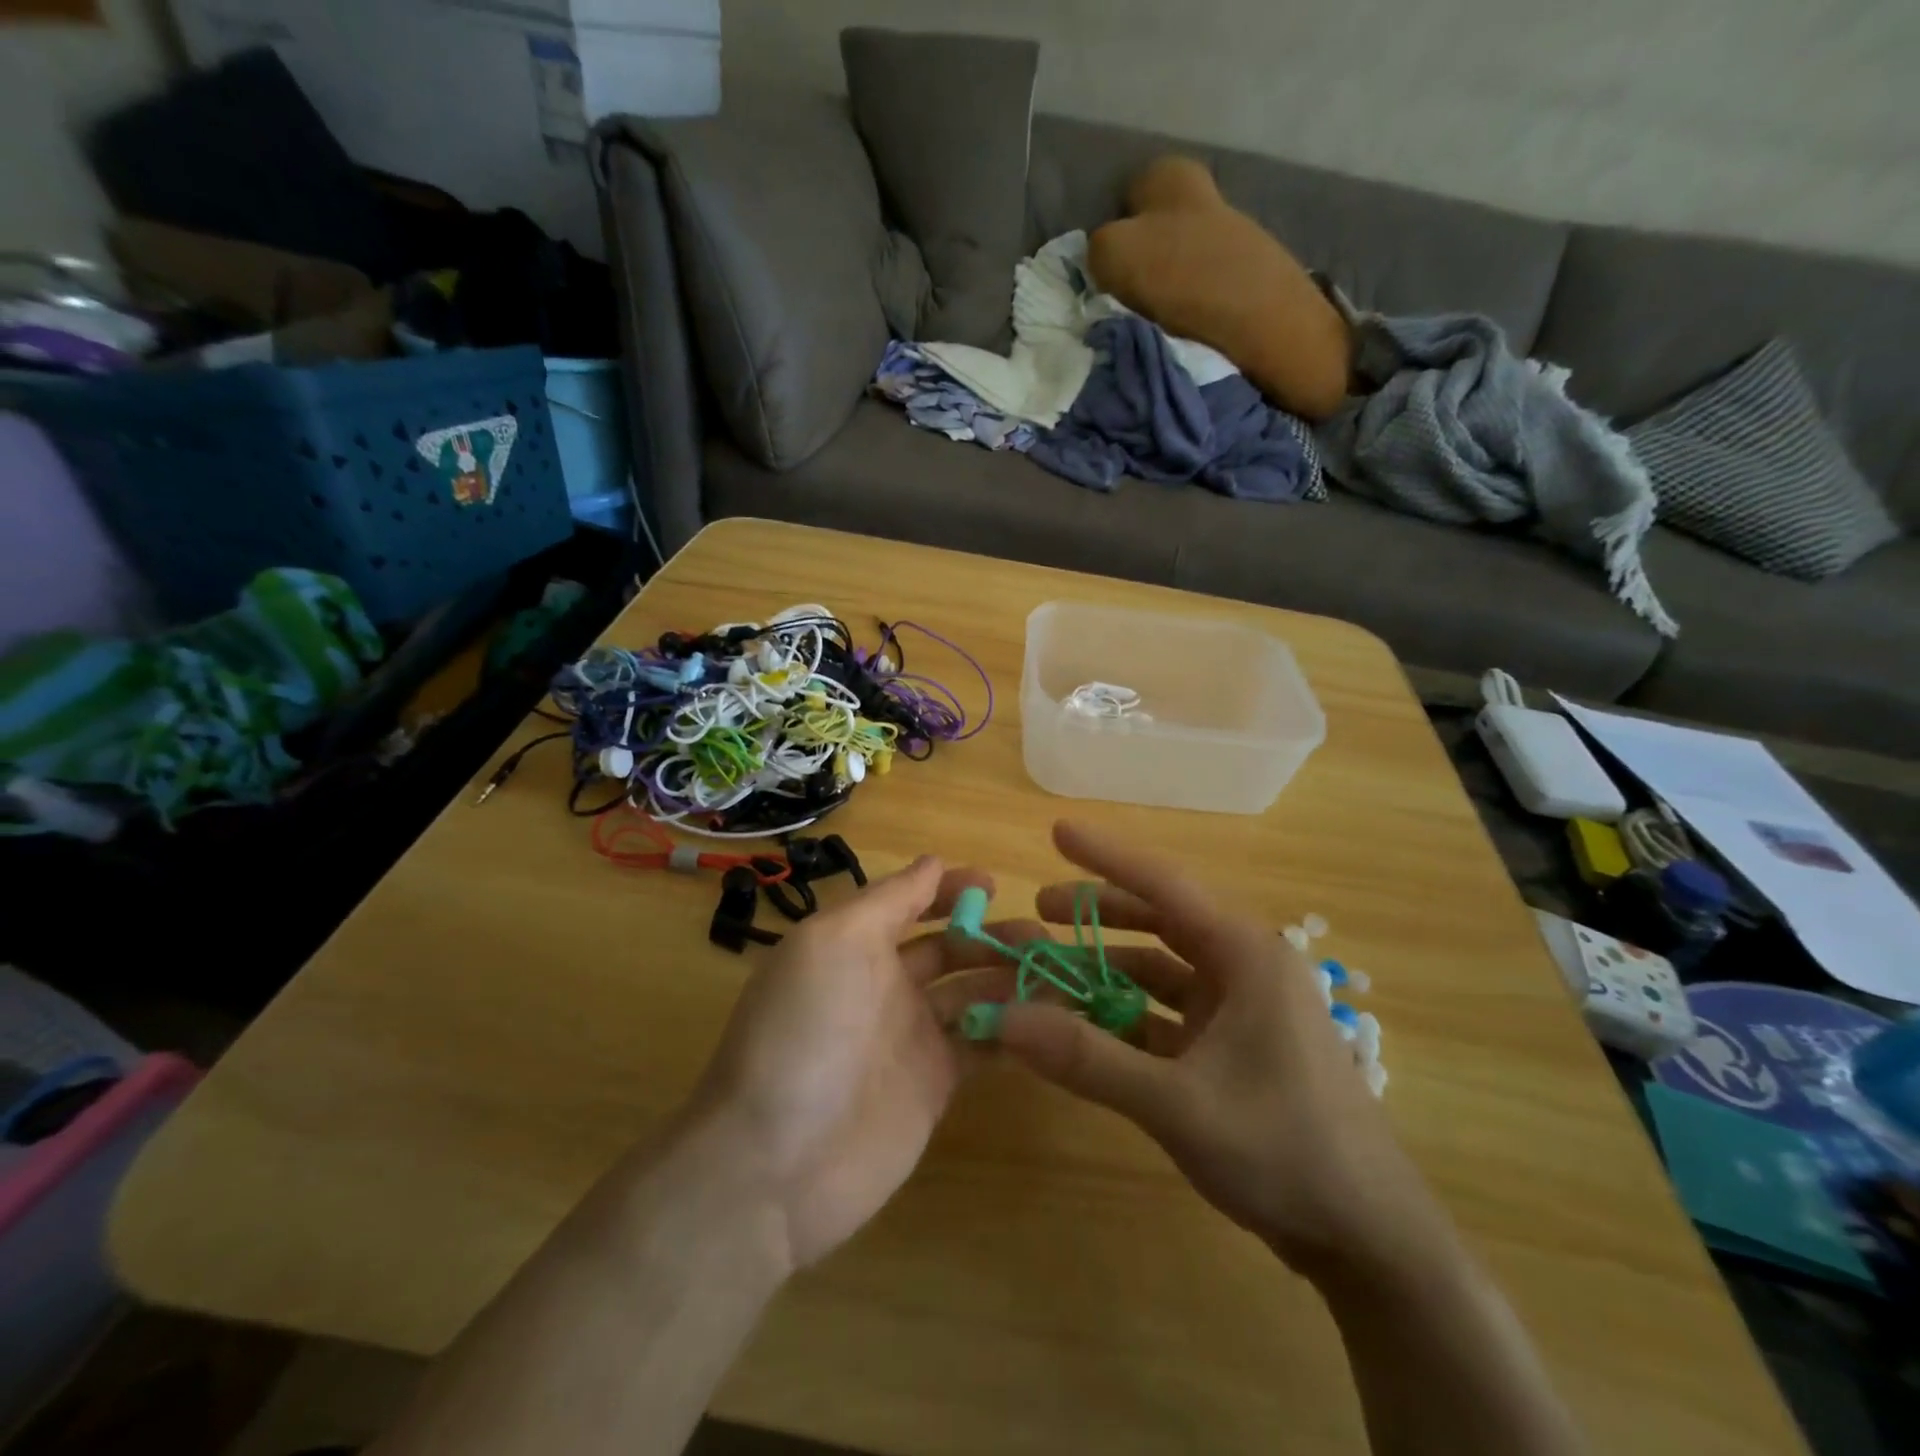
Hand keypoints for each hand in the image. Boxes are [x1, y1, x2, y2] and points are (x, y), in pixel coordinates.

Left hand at [684, 857, 1031, 1274]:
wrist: (773, 1164)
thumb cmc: (804, 1032)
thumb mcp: (834, 942)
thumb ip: (888, 900)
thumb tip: (932, 862)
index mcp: (858, 944)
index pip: (912, 901)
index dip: (951, 889)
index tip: (996, 886)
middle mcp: (887, 983)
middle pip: (952, 947)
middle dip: (994, 935)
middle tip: (1042, 938)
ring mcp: (912, 1036)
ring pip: (975, 993)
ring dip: (1012, 978)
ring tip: (1058, 972)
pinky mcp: (935, 1084)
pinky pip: (983, 1044)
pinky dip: (1015, 1029)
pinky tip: (1051, 1020)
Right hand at [994, 822, 1438, 1278]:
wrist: (1367, 1239)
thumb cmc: (1284, 1150)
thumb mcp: (1176, 1104)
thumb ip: (1087, 1058)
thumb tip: (1004, 1018)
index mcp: (1246, 955)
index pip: (1165, 885)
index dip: (1107, 856)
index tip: (1058, 830)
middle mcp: (1244, 968)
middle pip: (1161, 920)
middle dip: (1099, 913)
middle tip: (1040, 907)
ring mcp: (1240, 1009)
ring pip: (1161, 968)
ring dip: (1107, 966)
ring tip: (1051, 964)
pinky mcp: (1232, 1046)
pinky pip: (1167, 1013)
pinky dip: (1125, 1013)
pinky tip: (1084, 1022)